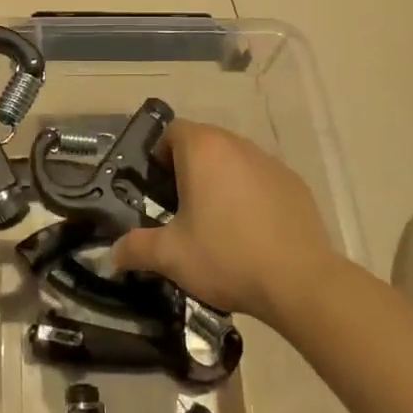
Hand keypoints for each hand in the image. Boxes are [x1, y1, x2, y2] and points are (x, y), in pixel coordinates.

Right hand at [112, 120, 340, 325]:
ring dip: (220, 180)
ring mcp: (270, 162)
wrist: (299, 281)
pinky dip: (250, 195)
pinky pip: (261, 179)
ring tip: (216, 222)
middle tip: (180, 207)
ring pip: (234, 161)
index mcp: (203, 150)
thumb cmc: (226, 256)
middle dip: (188, 169)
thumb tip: (113, 254)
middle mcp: (237, 145)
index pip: (172, 132)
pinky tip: (251, 232)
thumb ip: (136, 248)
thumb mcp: (171, 256)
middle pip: (204, 143)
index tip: (156, 188)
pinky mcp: (295, 184)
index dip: (159, 155)